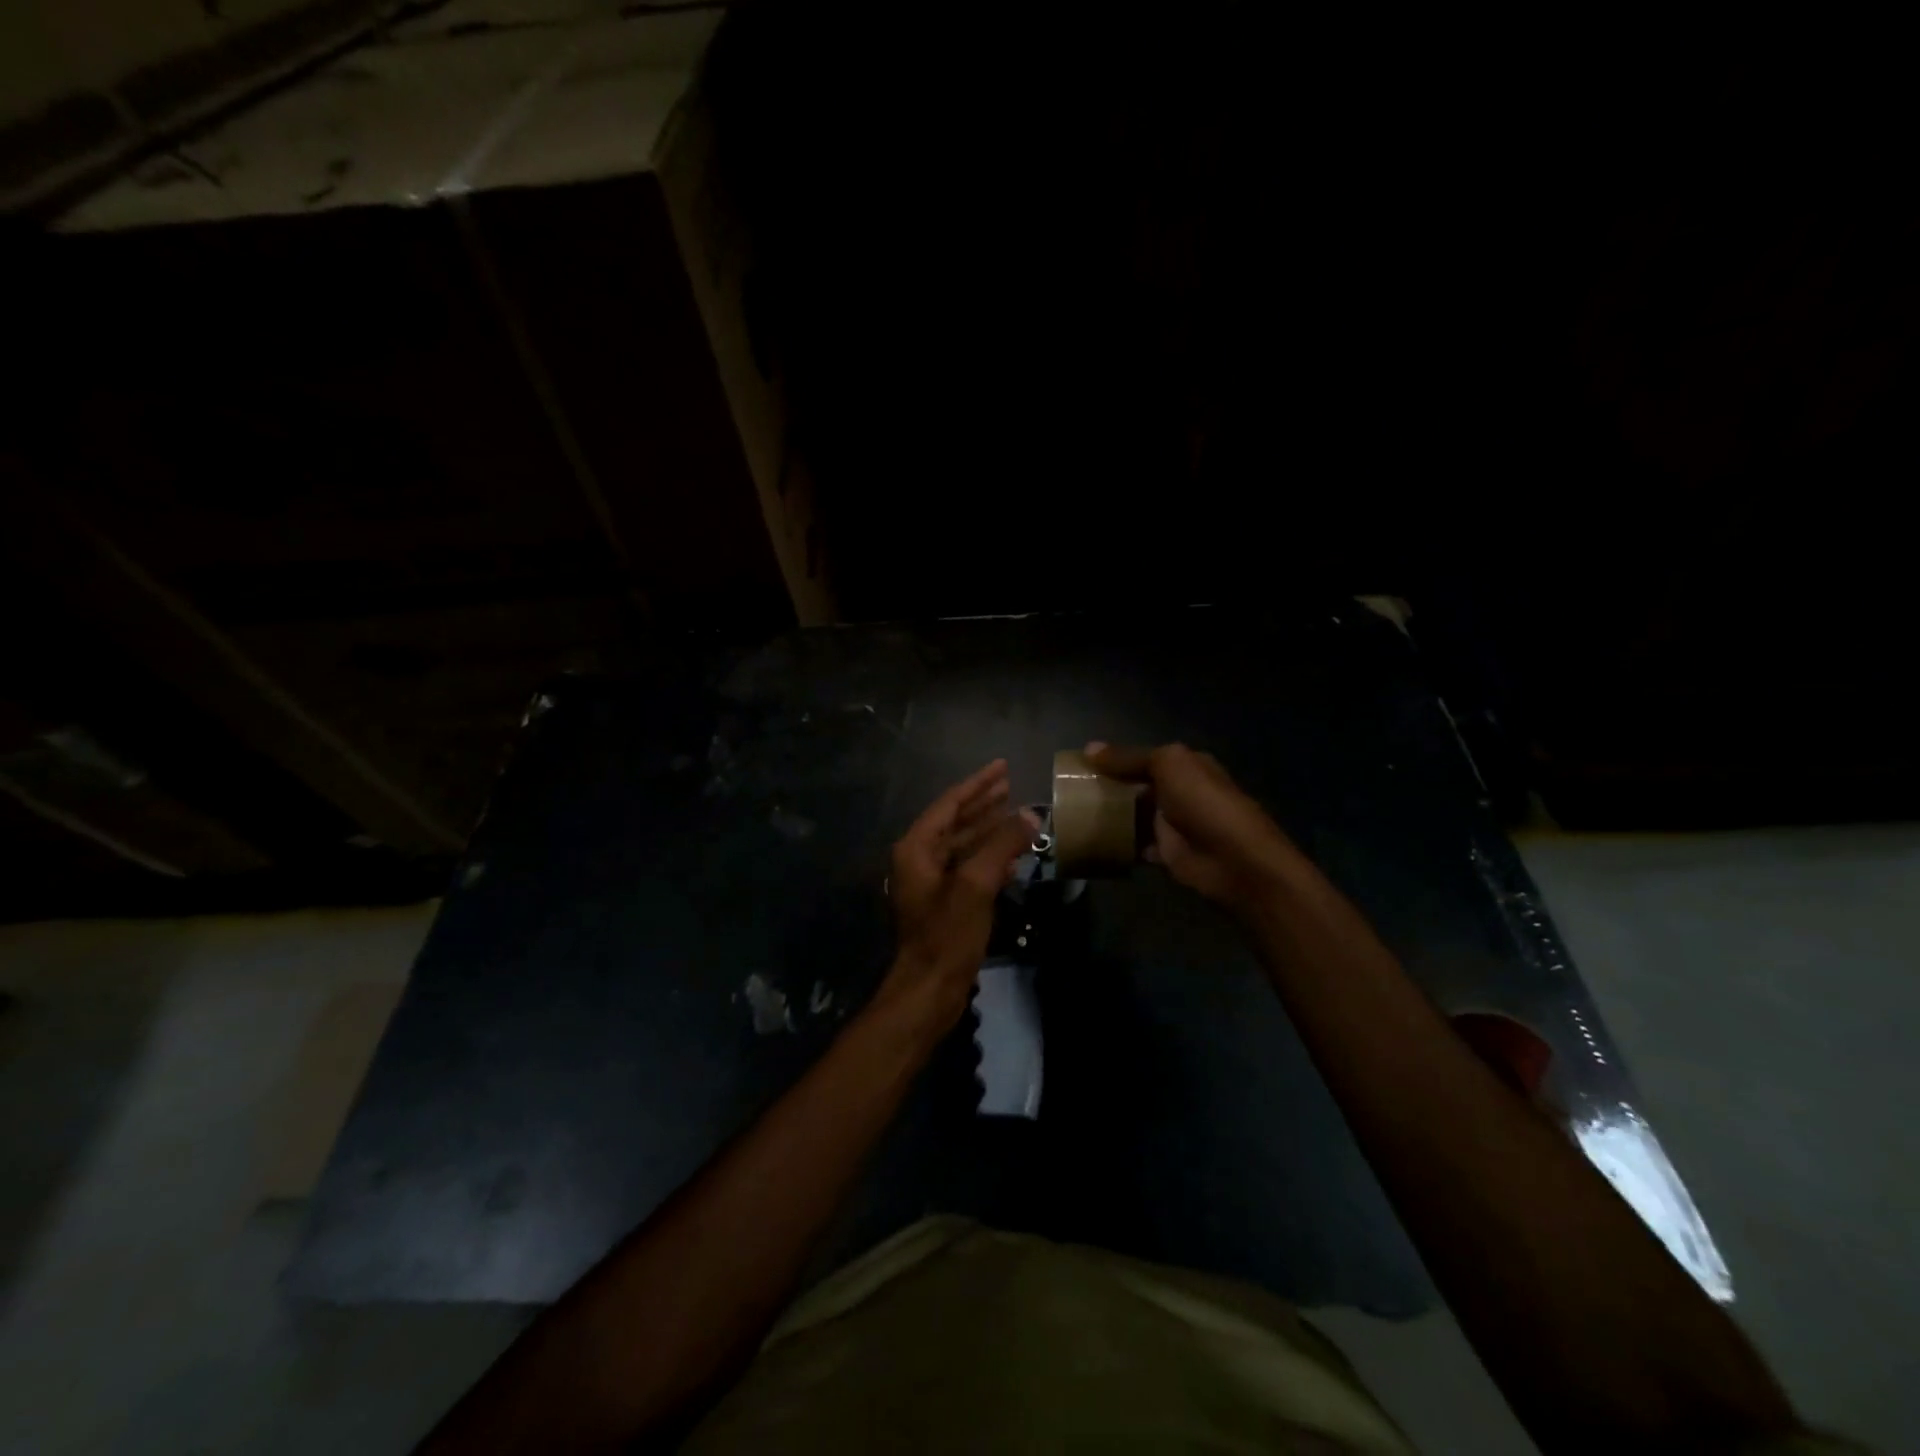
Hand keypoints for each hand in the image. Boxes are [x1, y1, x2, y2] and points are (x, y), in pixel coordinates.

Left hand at [879, 760, 1037, 1032]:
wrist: (929, 989)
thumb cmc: (947, 933)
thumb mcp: (977, 884)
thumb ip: (1002, 845)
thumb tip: (1030, 815)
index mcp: (917, 847)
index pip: (950, 803)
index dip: (978, 784)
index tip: (1003, 767)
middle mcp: (919, 858)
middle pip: (955, 820)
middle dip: (983, 803)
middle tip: (1011, 784)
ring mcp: (931, 881)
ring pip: (962, 844)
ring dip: (988, 828)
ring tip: (1015, 812)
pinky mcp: (944, 902)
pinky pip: (968, 867)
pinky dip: (988, 856)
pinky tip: (1011, 854)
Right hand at [1084, 741, 1297, 911]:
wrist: (1235, 860)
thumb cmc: (1204, 802)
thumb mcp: (1168, 765)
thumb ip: (1129, 758)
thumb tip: (1089, 748)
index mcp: (1186, 766)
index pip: (1144, 758)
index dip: (1115, 760)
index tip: (1080, 765)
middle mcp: (1180, 792)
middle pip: (1136, 787)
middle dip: (1108, 788)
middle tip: (1069, 791)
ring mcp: (1173, 825)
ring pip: (1134, 816)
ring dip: (1109, 817)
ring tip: (1072, 816)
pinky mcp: (1166, 854)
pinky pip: (1135, 846)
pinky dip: (1117, 846)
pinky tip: (1091, 843)